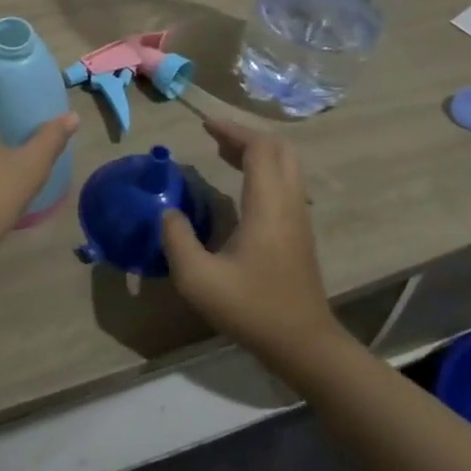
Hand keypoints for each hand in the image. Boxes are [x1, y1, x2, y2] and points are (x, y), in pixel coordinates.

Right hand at [160, 117, 338, 361]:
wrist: (303, 344)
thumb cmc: (251, 308)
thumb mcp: (198, 279)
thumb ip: (177, 239)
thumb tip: (167, 212)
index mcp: (268, 205)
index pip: (260, 148)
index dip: (233, 131)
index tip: (205, 126)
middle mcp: (290, 202)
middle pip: (280, 148)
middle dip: (246, 135)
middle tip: (214, 137)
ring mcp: (299, 216)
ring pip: (287, 164)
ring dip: (257, 151)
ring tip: (222, 153)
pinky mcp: (300, 231)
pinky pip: (287, 182)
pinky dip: (264, 170)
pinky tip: (240, 186)